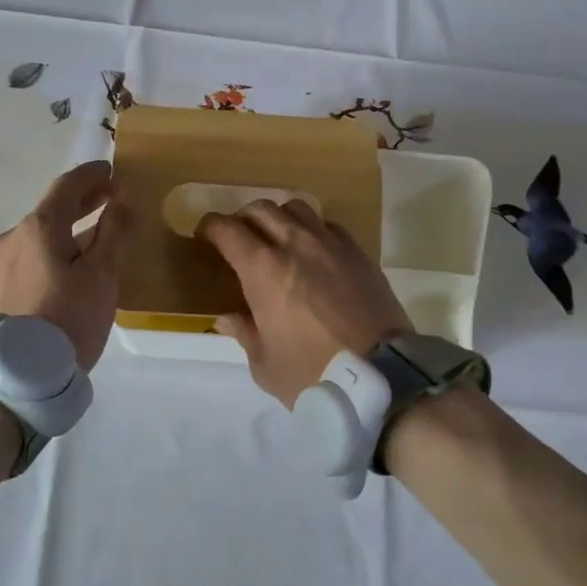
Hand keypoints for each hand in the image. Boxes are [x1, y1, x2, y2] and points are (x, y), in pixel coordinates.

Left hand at [0, 161, 132, 370]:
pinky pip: (34, 254)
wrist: (18, 375)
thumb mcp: (102, 275)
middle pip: (52, 208)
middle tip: (112, 195)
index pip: (67, 186)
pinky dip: (57, 246)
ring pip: (43, 233)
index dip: (92, 175)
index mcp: (39, 227)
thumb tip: (121, 200)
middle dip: (84, 199)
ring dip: (71, 226)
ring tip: (99, 231)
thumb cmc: (68, 319)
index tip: (112, 169)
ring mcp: (3, 262)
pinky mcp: (0, 286)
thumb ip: (113, 232)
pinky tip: (73, 262)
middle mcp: (14, 236)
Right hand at [198, 200, 411, 406]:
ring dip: (279, 218)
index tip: (205, 235)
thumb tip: (227, 318)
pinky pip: (328, 226)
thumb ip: (244, 334)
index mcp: (263, 270)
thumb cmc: (314, 374)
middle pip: (261, 209)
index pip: (227, 230)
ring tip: (277, 238)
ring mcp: (331, 245)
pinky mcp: (359, 253)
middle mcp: (296, 245)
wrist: (382, 376)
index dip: (210, 227)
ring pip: (297, 208)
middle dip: (242, 218)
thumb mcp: (265, 365)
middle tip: (238, 238)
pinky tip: (314, 252)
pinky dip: (313, 230)